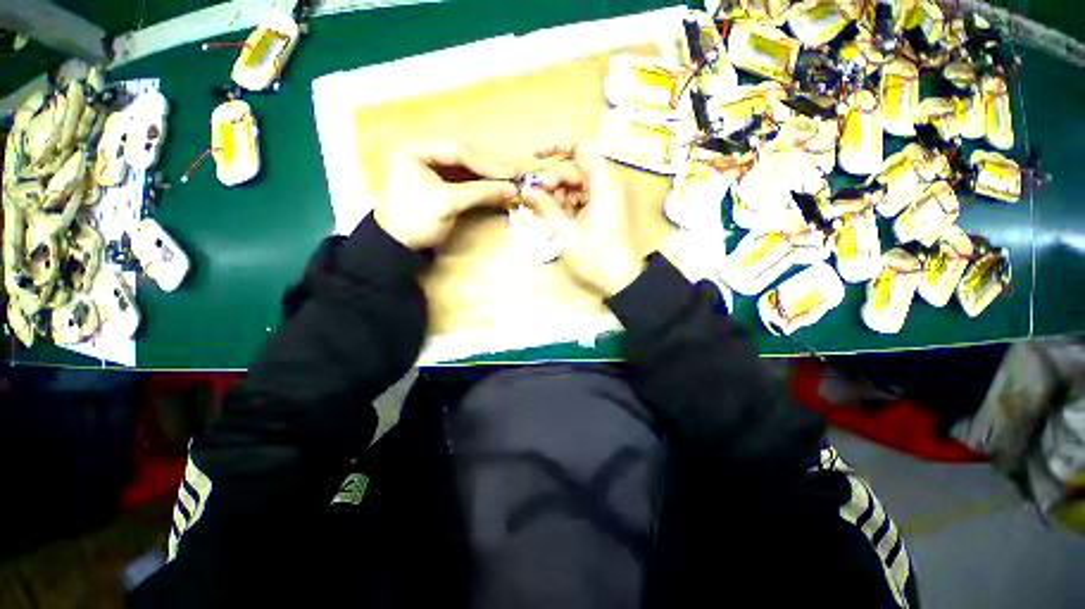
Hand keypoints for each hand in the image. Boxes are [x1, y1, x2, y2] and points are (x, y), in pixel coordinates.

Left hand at [376, 142, 518, 249]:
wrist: (399, 246)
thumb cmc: (418, 220)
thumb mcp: (448, 203)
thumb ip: (481, 193)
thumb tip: (512, 189)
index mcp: (417, 149)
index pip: (459, 151)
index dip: (487, 163)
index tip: (512, 172)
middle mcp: (424, 153)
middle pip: (464, 156)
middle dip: (490, 167)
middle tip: (515, 173)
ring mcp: (431, 169)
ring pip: (466, 167)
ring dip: (488, 175)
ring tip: (510, 179)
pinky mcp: (439, 184)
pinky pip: (464, 179)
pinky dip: (480, 184)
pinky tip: (496, 187)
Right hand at [525, 148, 644, 296]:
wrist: (618, 279)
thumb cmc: (593, 256)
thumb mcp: (565, 231)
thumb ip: (546, 206)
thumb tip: (527, 190)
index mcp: (602, 183)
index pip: (581, 148)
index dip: (558, 148)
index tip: (536, 157)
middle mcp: (606, 184)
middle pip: (576, 168)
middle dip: (553, 179)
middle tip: (534, 195)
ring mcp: (605, 198)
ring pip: (577, 184)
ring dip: (558, 193)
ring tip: (542, 209)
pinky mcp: (602, 210)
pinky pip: (581, 198)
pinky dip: (566, 203)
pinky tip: (553, 215)